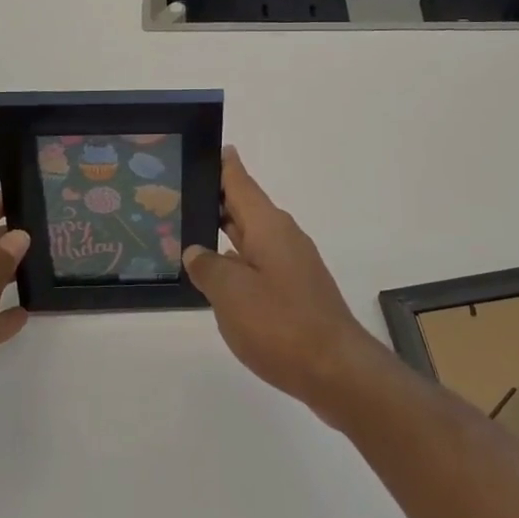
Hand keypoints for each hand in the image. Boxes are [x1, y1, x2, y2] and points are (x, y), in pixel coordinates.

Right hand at [183, 148, 387, 419]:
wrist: (337, 370)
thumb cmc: (280, 323)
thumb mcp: (231, 294)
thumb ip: (208, 267)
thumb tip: (196, 251)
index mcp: (268, 225)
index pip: (240, 182)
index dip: (224, 165)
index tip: (208, 147)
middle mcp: (283, 236)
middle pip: (245, 207)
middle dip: (218, 199)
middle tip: (182, 192)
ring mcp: (293, 264)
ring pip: (252, 237)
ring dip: (226, 232)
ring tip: (191, 233)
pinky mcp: (297, 290)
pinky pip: (260, 262)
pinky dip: (238, 261)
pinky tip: (220, 277)